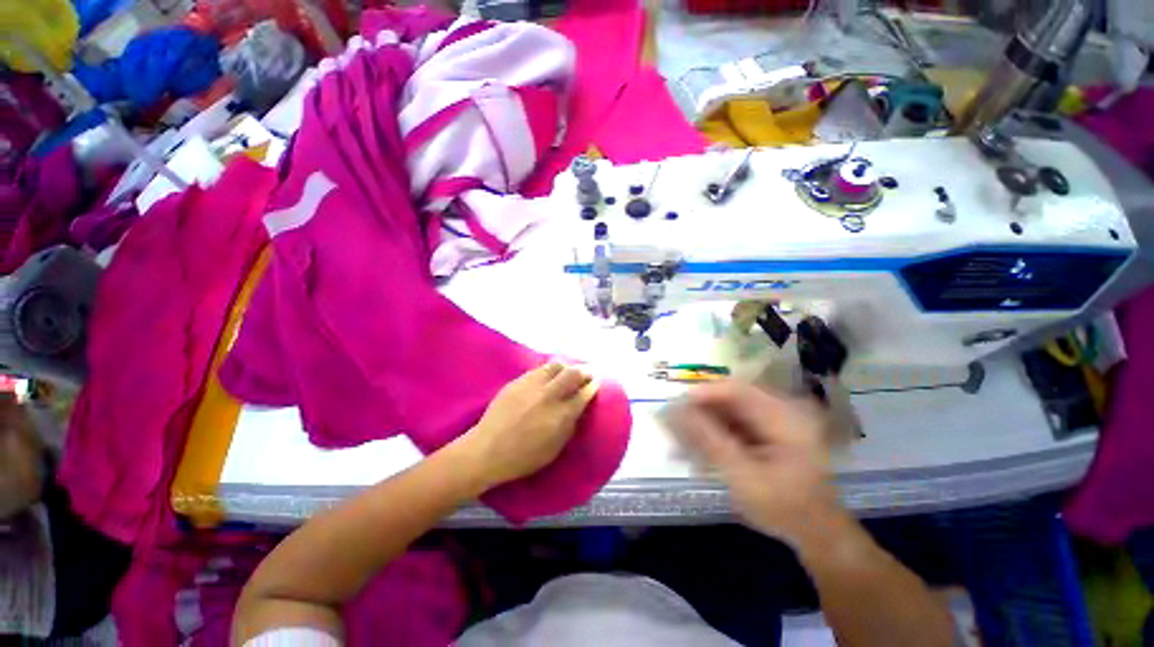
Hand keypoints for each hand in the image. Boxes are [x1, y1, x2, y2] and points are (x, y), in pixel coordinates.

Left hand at [458, 362, 597, 489]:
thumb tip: (577, 409)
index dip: (593, 386)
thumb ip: (569, 426)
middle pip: (573, 373)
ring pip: (555, 366)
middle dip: (585, 370)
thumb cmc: (523, 457)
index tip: (596, 382)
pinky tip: (549, 375)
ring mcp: (532, 385)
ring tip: (568, 371)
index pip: (583, 393)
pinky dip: (549, 370)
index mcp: (561, 415)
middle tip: (588, 372)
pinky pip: (539, 369)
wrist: (487, 450)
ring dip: (566, 367)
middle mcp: (549, 395)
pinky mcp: (518, 381)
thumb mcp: (555, 449)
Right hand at [665, 381, 842, 546]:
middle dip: (698, 413)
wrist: (816, 532)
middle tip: (673, 429)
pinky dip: (713, 435)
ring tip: (680, 444)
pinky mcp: (765, 430)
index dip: (702, 394)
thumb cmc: (784, 508)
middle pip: (728, 399)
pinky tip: (697, 452)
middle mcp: (779, 409)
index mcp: (783, 415)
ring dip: (702, 425)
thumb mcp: (743, 476)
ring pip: (726, 411)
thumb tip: (675, 411)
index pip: (735, 389)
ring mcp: (773, 419)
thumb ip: (709, 441)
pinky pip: (732, 424)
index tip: (674, 407)